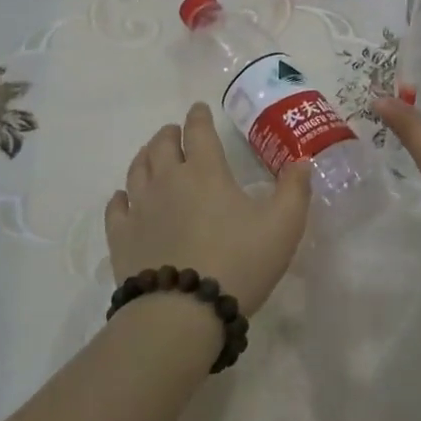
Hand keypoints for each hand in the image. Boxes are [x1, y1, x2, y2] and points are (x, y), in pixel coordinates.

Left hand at [106, 103, 312, 316]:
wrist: (183, 311)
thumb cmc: (239, 262)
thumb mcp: (283, 226)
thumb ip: (295, 190)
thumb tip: (302, 161)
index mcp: (205, 171)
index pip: (198, 131)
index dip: (198, 116)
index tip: (198, 109)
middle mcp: (168, 180)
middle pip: (161, 145)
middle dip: (169, 133)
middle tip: (175, 132)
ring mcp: (140, 208)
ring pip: (137, 170)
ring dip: (146, 156)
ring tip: (151, 154)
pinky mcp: (121, 237)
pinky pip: (117, 207)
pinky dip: (122, 196)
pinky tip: (124, 198)